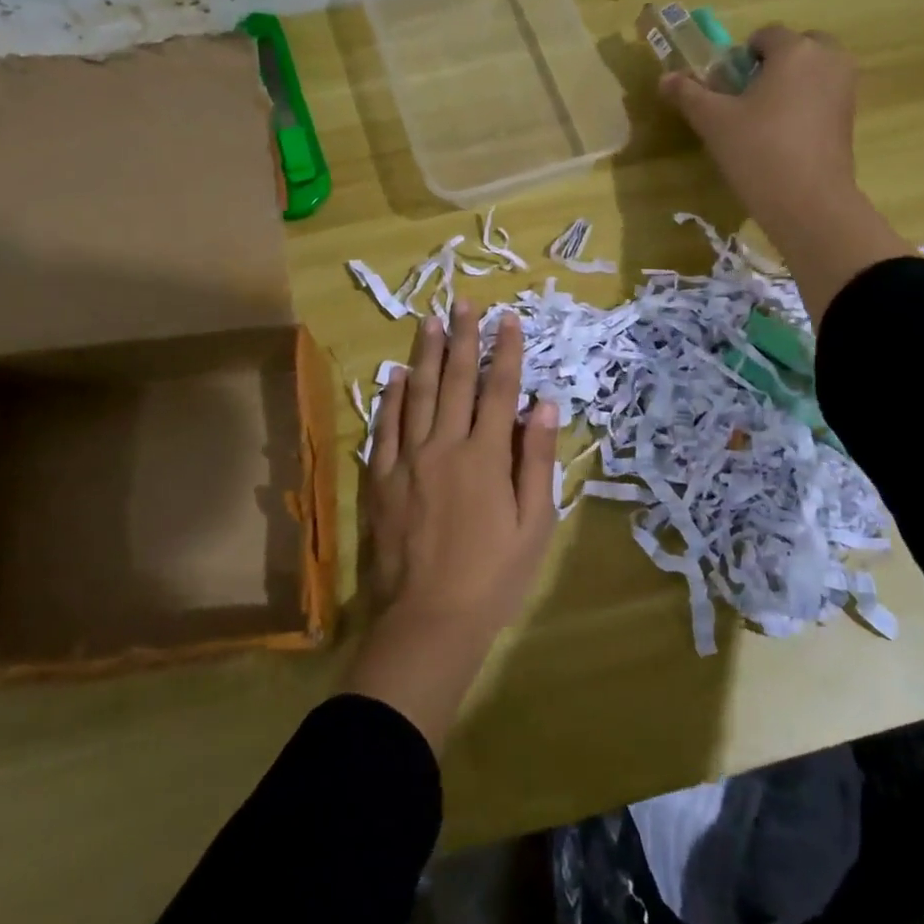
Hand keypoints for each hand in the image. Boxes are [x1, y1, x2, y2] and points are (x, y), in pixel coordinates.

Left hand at [343, 300, 560, 749]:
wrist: (429, 620)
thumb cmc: (494, 576)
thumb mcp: (534, 523)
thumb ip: (536, 458)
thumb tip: (542, 402)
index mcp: (486, 455)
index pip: (497, 389)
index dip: (505, 351)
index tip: (508, 319)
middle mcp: (444, 445)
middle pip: (454, 380)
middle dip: (463, 338)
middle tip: (465, 303)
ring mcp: (408, 460)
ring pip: (416, 394)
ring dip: (424, 355)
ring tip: (429, 321)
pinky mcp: (381, 479)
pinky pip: (384, 428)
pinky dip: (389, 398)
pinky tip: (392, 375)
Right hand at [661, 26, 910, 322]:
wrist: (808, 202)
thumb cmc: (758, 151)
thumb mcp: (714, 122)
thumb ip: (688, 94)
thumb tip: (665, 78)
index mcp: (795, 50)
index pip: (765, 34)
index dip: (741, 56)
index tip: (727, 86)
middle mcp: (829, 59)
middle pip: (798, 46)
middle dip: (774, 64)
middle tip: (748, 99)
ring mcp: (846, 87)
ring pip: (814, 71)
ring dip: (791, 84)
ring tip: (764, 120)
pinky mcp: (850, 117)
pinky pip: (824, 95)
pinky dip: (806, 105)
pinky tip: (785, 137)